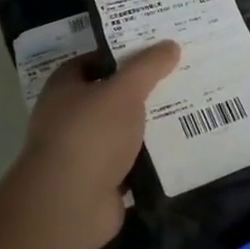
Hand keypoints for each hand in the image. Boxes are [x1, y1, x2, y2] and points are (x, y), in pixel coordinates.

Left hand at [14, 42, 179, 248]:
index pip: (92, 61)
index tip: (153, 50)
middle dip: (139, 90)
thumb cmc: (91, 134)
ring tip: (186, 110)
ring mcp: (82, 153)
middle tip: (177, 78)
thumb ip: (147, 67)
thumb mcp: (124, 90)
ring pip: (120, 131)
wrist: (70, 204)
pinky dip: (148, 158)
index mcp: (64, 88)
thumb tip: (170, 44)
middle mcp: (67, 118)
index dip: (120, 54)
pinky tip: (177, 149)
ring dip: (146, 126)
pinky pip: (129, 163)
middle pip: (109, 97)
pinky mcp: (98, 182)